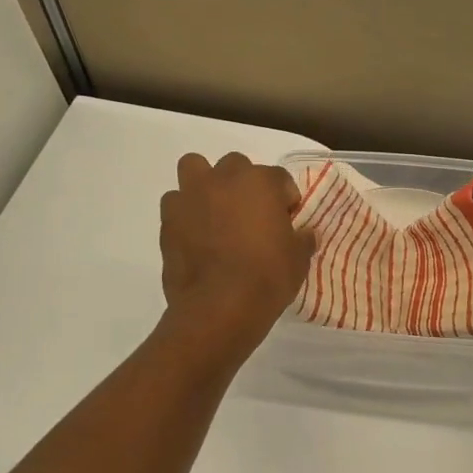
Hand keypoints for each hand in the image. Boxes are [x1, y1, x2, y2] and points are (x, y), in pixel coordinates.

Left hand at [159, 152, 313, 359]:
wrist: (219, 307)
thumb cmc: (267, 277)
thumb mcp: (298, 259)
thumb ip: (302, 240)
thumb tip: (305, 234)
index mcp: (260, 181)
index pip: (279, 179)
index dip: (285, 200)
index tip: (286, 222)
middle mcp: (223, 179)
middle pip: (235, 165)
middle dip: (243, 184)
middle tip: (250, 214)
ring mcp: (191, 196)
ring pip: (194, 169)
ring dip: (205, 185)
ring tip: (215, 213)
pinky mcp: (168, 220)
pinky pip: (176, 203)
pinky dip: (185, 213)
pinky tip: (195, 236)